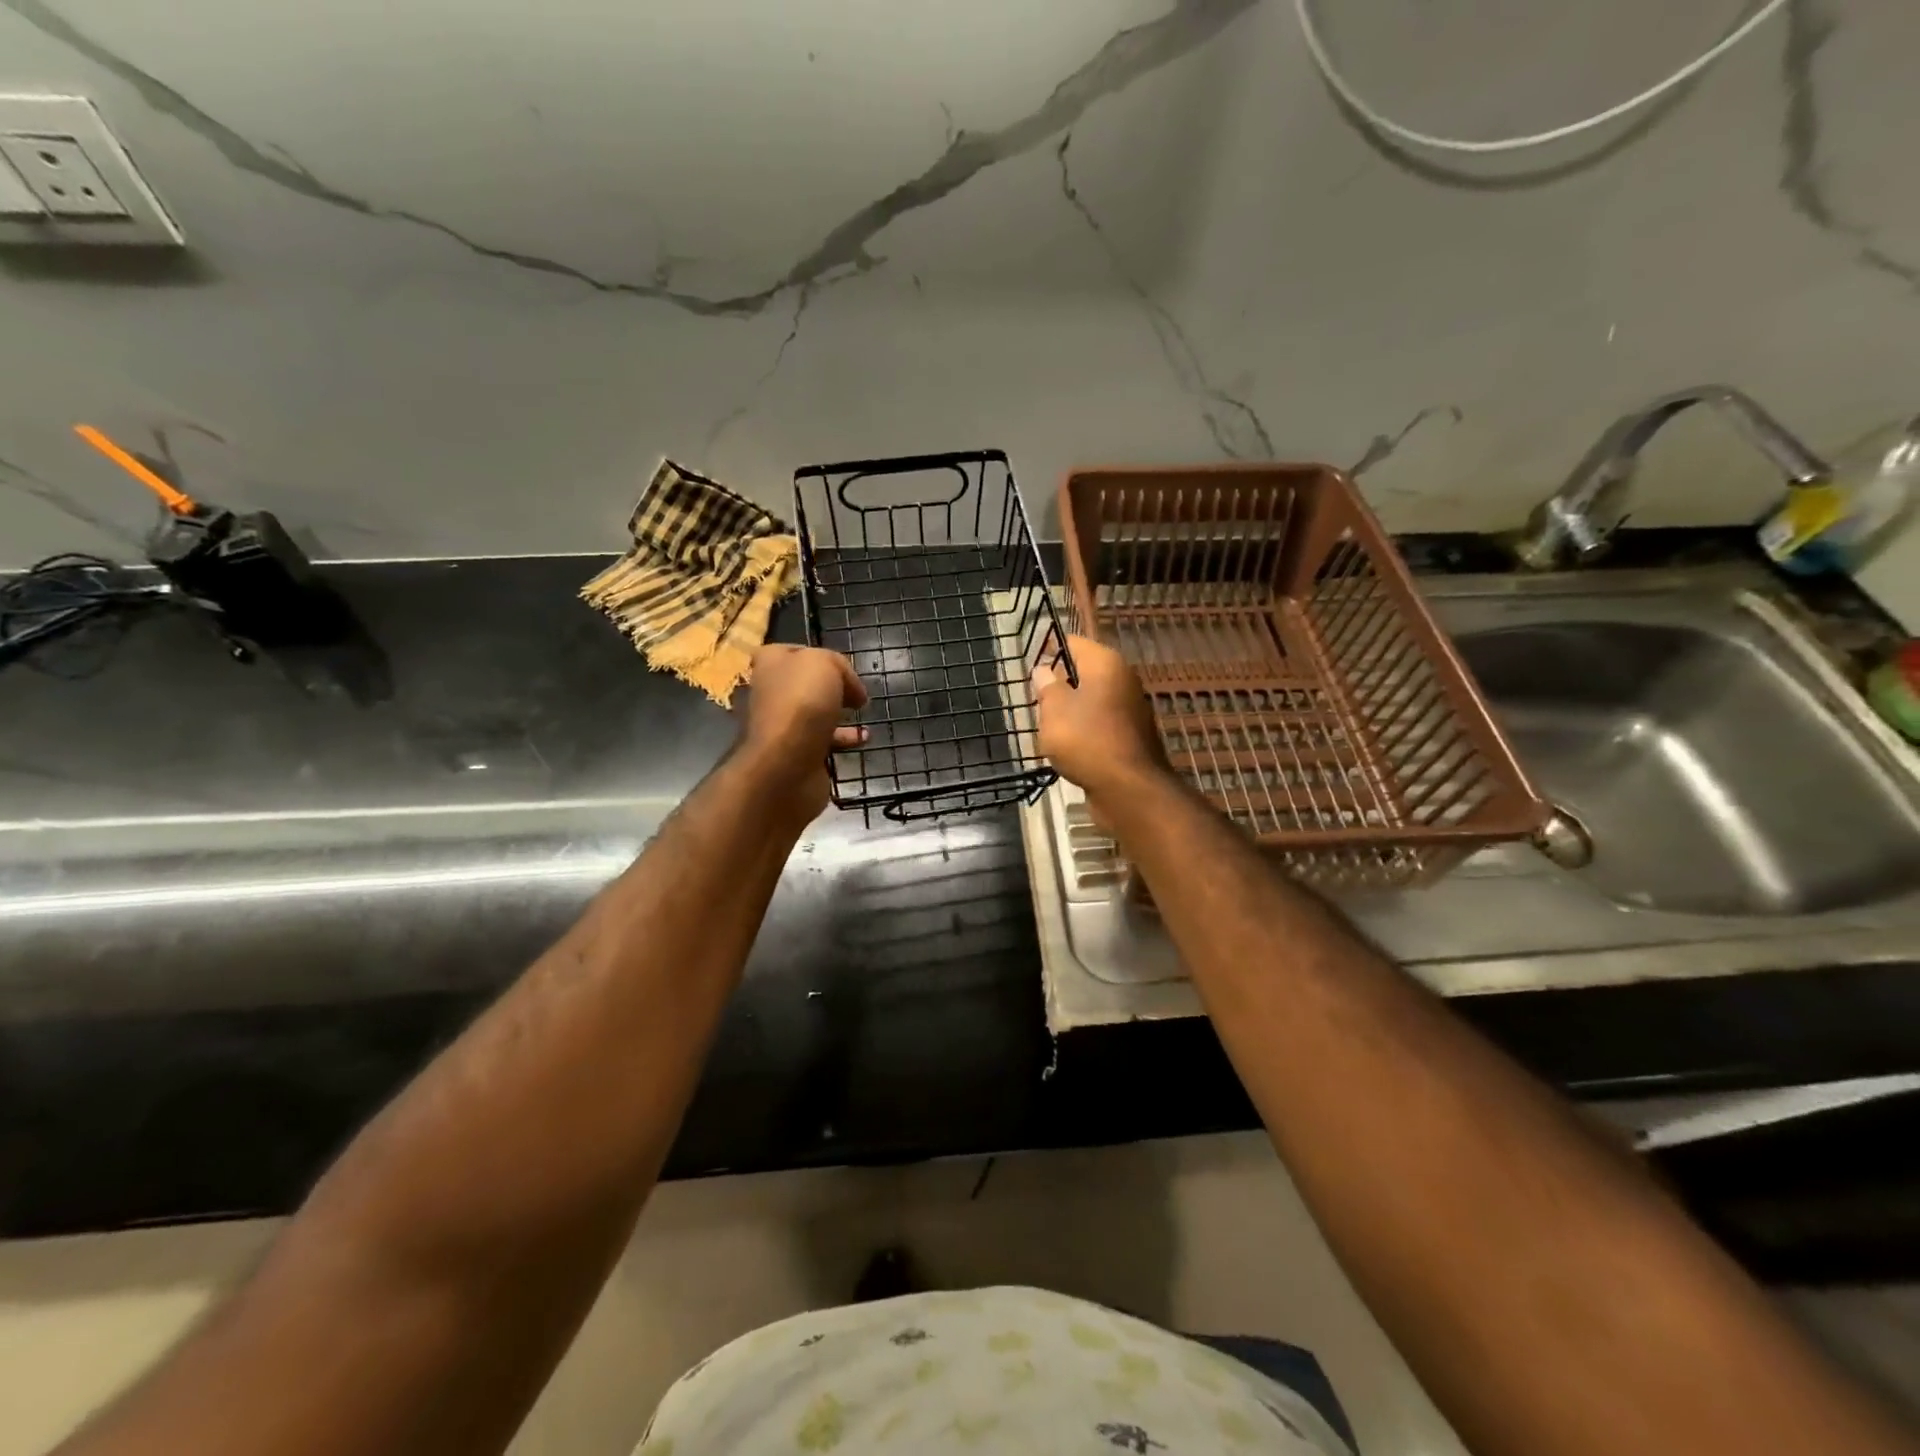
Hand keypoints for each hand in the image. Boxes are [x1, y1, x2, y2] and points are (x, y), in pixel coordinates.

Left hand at [737, 644, 867, 821]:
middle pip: (804, 683)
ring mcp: (782, 726)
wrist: (786, 765)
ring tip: (863, 711)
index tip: (843, 665)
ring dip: (839, 713)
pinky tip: (864, 738)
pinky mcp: (796, 754)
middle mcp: (771, 693)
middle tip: (855, 690)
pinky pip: (824, 741)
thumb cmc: (801, 704)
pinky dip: (844, 739)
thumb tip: (851, 689)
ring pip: (814, 713)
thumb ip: (838, 664)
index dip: (818, 655)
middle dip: (832, 685)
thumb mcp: (825, 663)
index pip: (791, 651)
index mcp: (770, 665)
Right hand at [1032, 634, 1170, 818]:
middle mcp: (1123, 679)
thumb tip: (1043, 670)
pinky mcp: (1130, 736)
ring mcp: (1130, 709)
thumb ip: (1047, 687)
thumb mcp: (1054, 710)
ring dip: (1070, 709)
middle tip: (1033, 697)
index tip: (1029, 662)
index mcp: (1105, 663)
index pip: (1073, 642)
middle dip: (1059, 682)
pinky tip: (1068, 746)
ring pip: (1092, 700)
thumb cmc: (1086, 740)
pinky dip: (1084, 730)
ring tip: (1046, 724)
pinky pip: (1100, 724)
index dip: (1049, 648)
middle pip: (1084, 672)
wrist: (1128, 788)